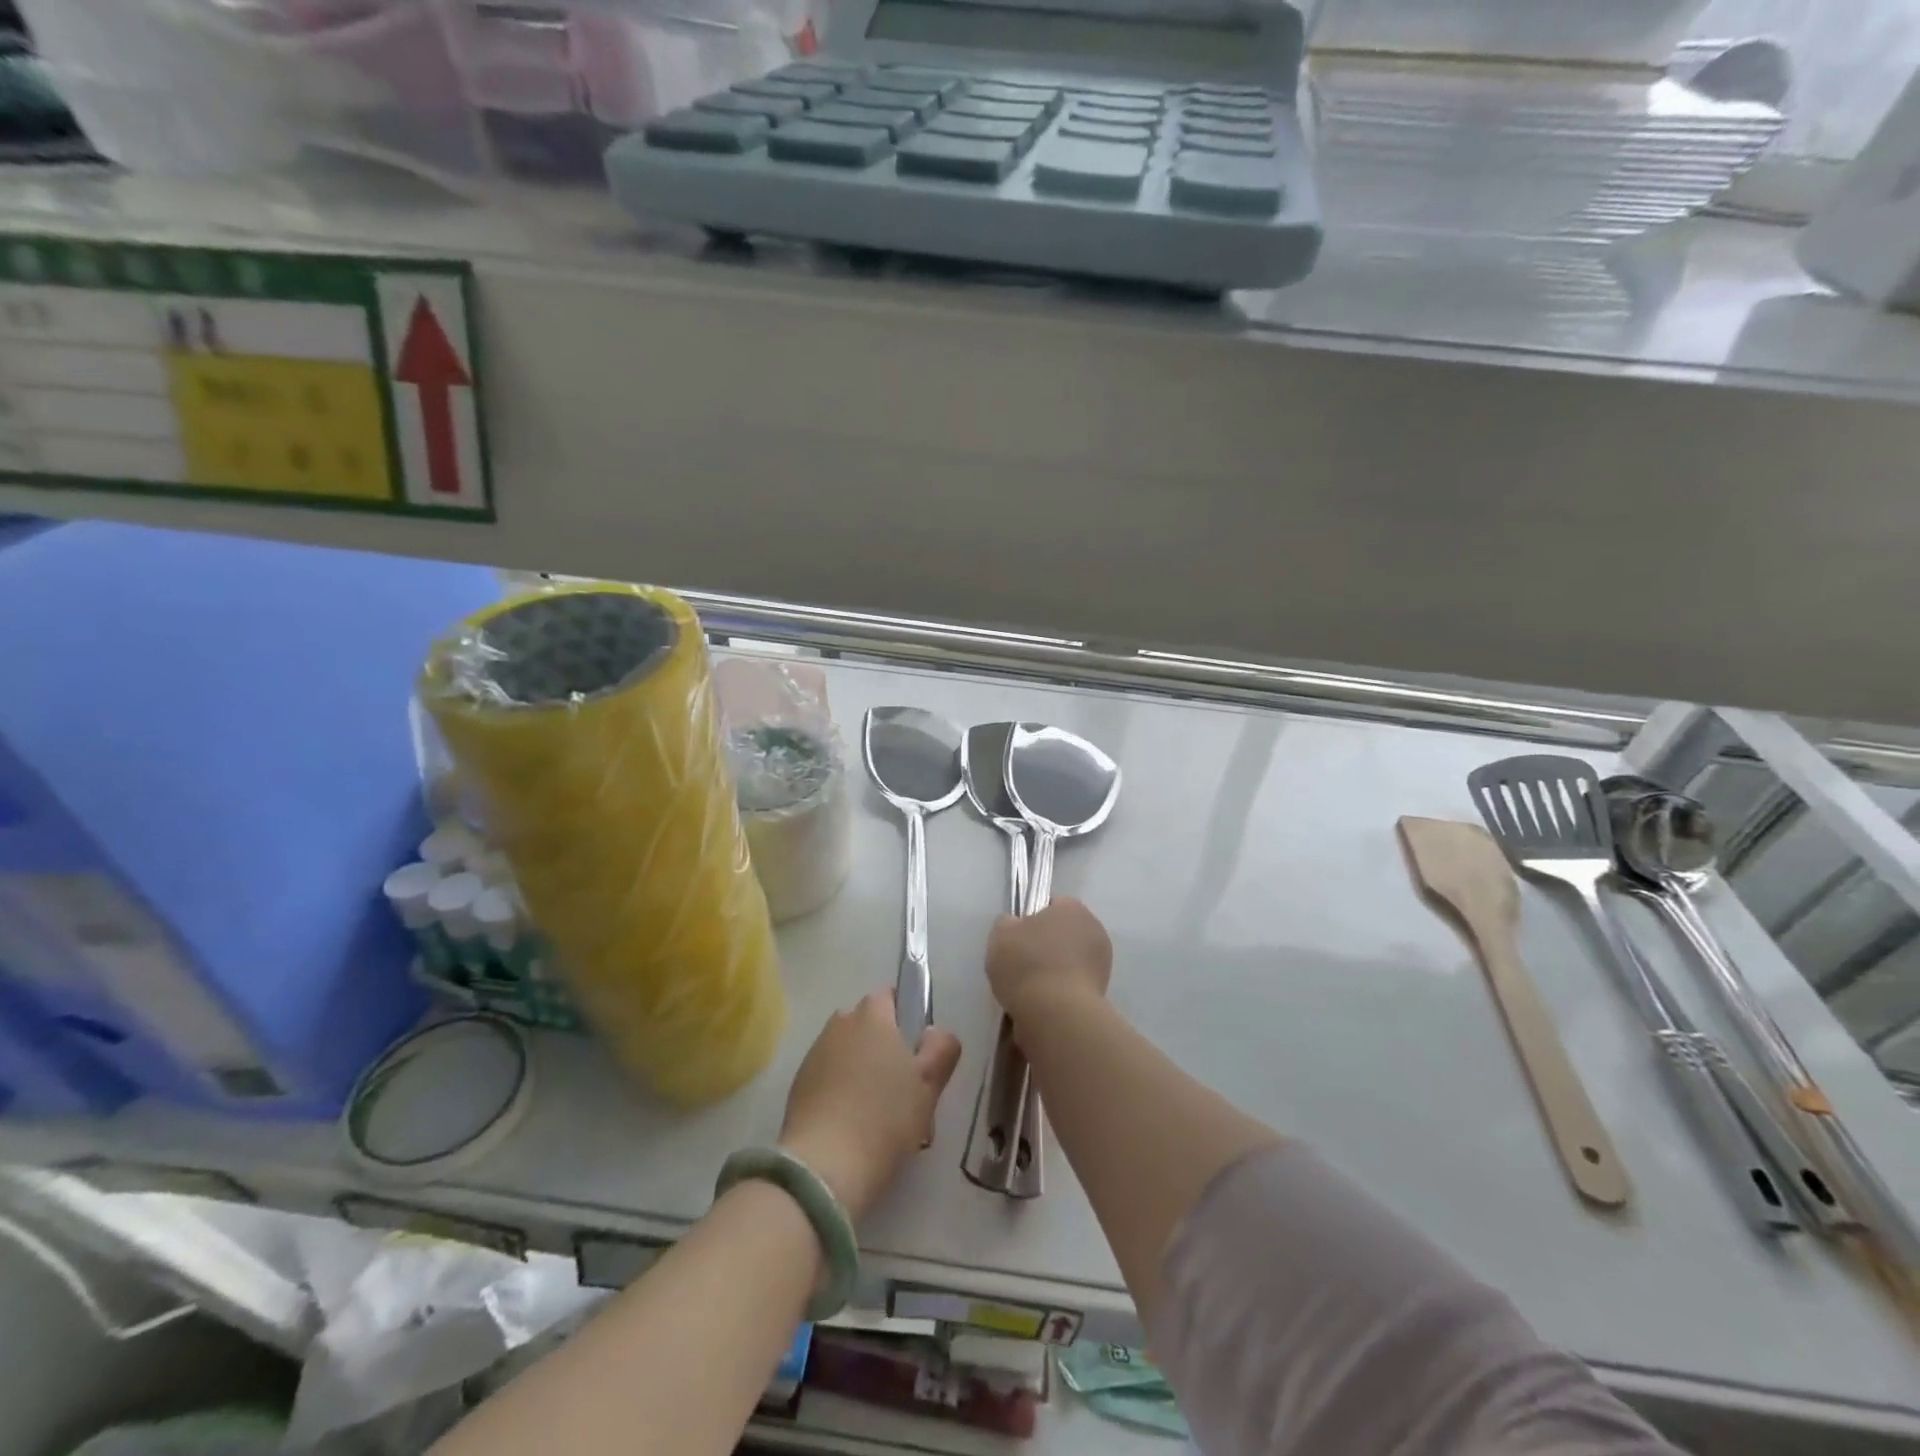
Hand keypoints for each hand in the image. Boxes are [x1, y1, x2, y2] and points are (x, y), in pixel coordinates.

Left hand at [779, 991, 961, 1221]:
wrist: (825, 1166)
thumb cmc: (886, 1117)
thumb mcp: (930, 1085)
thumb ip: (942, 1048)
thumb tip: (934, 1032)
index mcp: (872, 1016)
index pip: (889, 995)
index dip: (905, 1016)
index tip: (916, 1049)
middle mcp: (840, 1024)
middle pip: (866, 1023)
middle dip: (882, 1043)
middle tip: (901, 1083)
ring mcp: (815, 1053)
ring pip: (846, 1049)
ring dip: (859, 1066)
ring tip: (875, 1108)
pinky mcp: (798, 1084)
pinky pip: (827, 1074)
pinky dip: (838, 1087)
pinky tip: (850, 1121)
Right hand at [987, 898, 1111, 1025]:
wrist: (1056, 1014)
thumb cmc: (1027, 964)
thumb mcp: (1000, 934)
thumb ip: (1007, 924)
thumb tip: (1015, 927)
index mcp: (1072, 907)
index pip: (1050, 905)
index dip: (1030, 920)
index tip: (1016, 939)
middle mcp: (1094, 929)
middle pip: (1062, 933)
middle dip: (1044, 946)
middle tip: (1020, 964)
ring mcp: (1102, 962)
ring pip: (1069, 960)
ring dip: (1053, 970)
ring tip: (1029, 989)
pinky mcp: (1102, 992)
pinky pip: (1073, 985)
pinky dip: (1060, 991)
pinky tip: (1042, 1004)